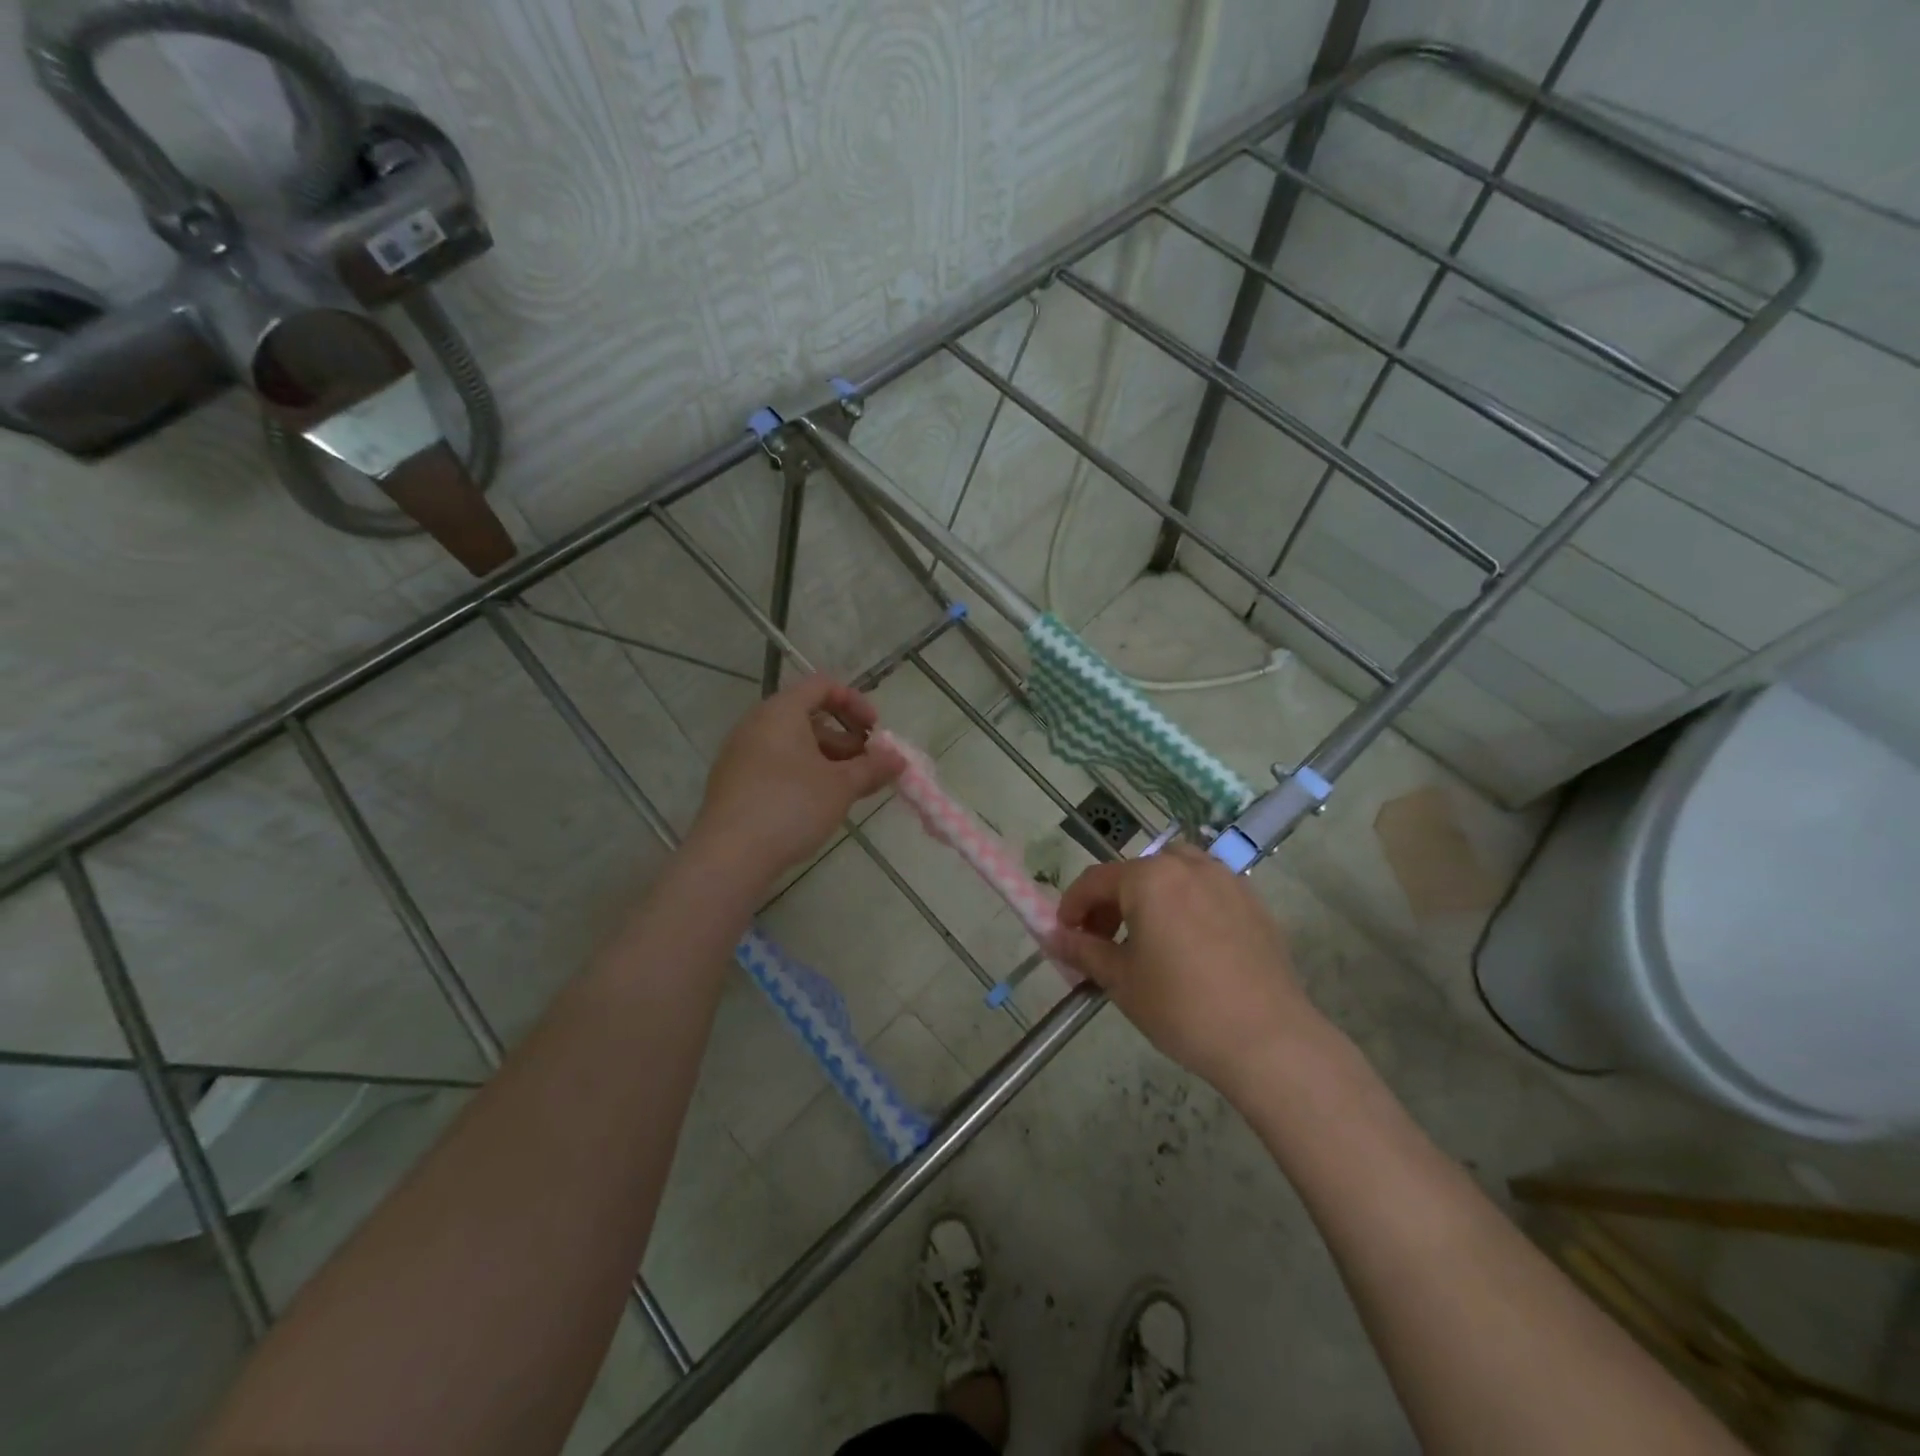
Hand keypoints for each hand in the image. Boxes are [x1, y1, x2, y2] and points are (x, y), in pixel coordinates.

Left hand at [689, 675, 903, 885]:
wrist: (729, 856)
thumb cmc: (791, 806)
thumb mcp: (841, 786)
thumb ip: (873, 768)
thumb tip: (899, 760)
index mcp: (781, 711)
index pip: (822, 685)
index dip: (855, 702)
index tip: (876, 731)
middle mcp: (756, 724)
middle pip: (808, 716)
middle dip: (845, 738)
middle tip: (867, 766)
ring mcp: (740, 754)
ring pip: (792, 744)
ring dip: (827, 759)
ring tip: (849, 790)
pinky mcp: (734, 782)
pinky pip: (775, 764)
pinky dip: (802, 774)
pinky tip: (818, 805)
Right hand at [1049, 845, 1324, 1093]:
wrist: (1268, 1040)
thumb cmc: (1182, 1007)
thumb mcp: (1122, 981)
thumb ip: (1084, 951)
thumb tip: (1055, 938)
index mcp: (1150, 878)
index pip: (1096, 880)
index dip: (1073, 906)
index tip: (1064, 934)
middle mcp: (1188, 866)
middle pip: (1136, 872)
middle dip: (1111, 901)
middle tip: (1102, 940)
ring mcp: (1226, 880)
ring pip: (1175, 872)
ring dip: (1150, 894)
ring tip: (1147, 935)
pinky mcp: (1253, 902)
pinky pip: (1207, 888)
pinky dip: (1186, 902)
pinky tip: (1189, 942)